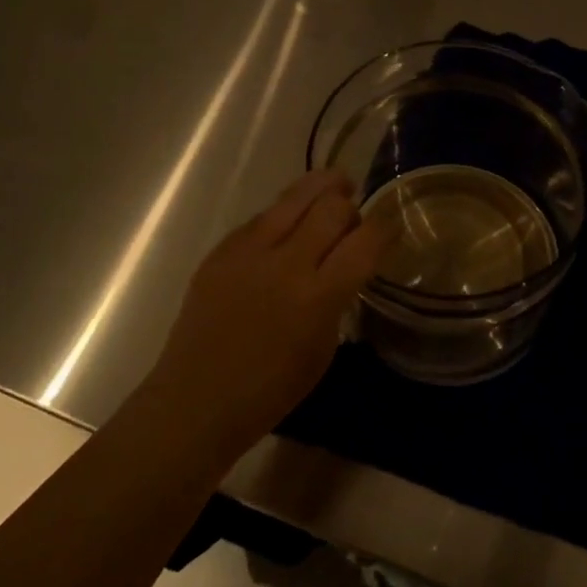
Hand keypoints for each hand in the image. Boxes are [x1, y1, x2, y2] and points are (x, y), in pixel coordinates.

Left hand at [148, 171, 387, 452]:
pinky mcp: (222, 250)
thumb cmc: (269, 390)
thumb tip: (345, 263)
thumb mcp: (323, 349)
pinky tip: (288, 224)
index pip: (365, 241)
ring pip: (295, 196)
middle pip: (332, 207)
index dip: (385, 227)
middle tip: (353, 216)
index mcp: (317, 297)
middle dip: (351, 206)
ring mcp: (249, 252)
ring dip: (321, 188)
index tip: (390, 226)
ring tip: (334, 185)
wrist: (196, 401)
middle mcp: (286, 264)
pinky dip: (284, 214)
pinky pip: (262, 216)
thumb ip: (337, 298)